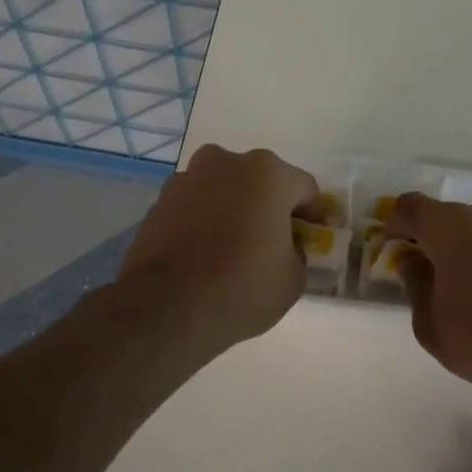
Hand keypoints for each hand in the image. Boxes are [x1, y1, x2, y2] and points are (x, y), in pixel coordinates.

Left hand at [116, 145, 321, 356]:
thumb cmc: (242, 288)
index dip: (312, 215)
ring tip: (234, 249)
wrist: (165, 308)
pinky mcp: (158, 202)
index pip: (303, 188)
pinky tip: (204, 255)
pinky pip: (194, 207)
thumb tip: (284, 246)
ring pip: (223, 191)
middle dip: (269, 207)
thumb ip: (297, 251)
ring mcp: (186, 179)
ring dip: (233, 211)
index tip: (312, 239)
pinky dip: (204, 222)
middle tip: (273, 242)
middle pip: (259, 182)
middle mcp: (224, 163)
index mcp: (267, 173)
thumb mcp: (293, 278)